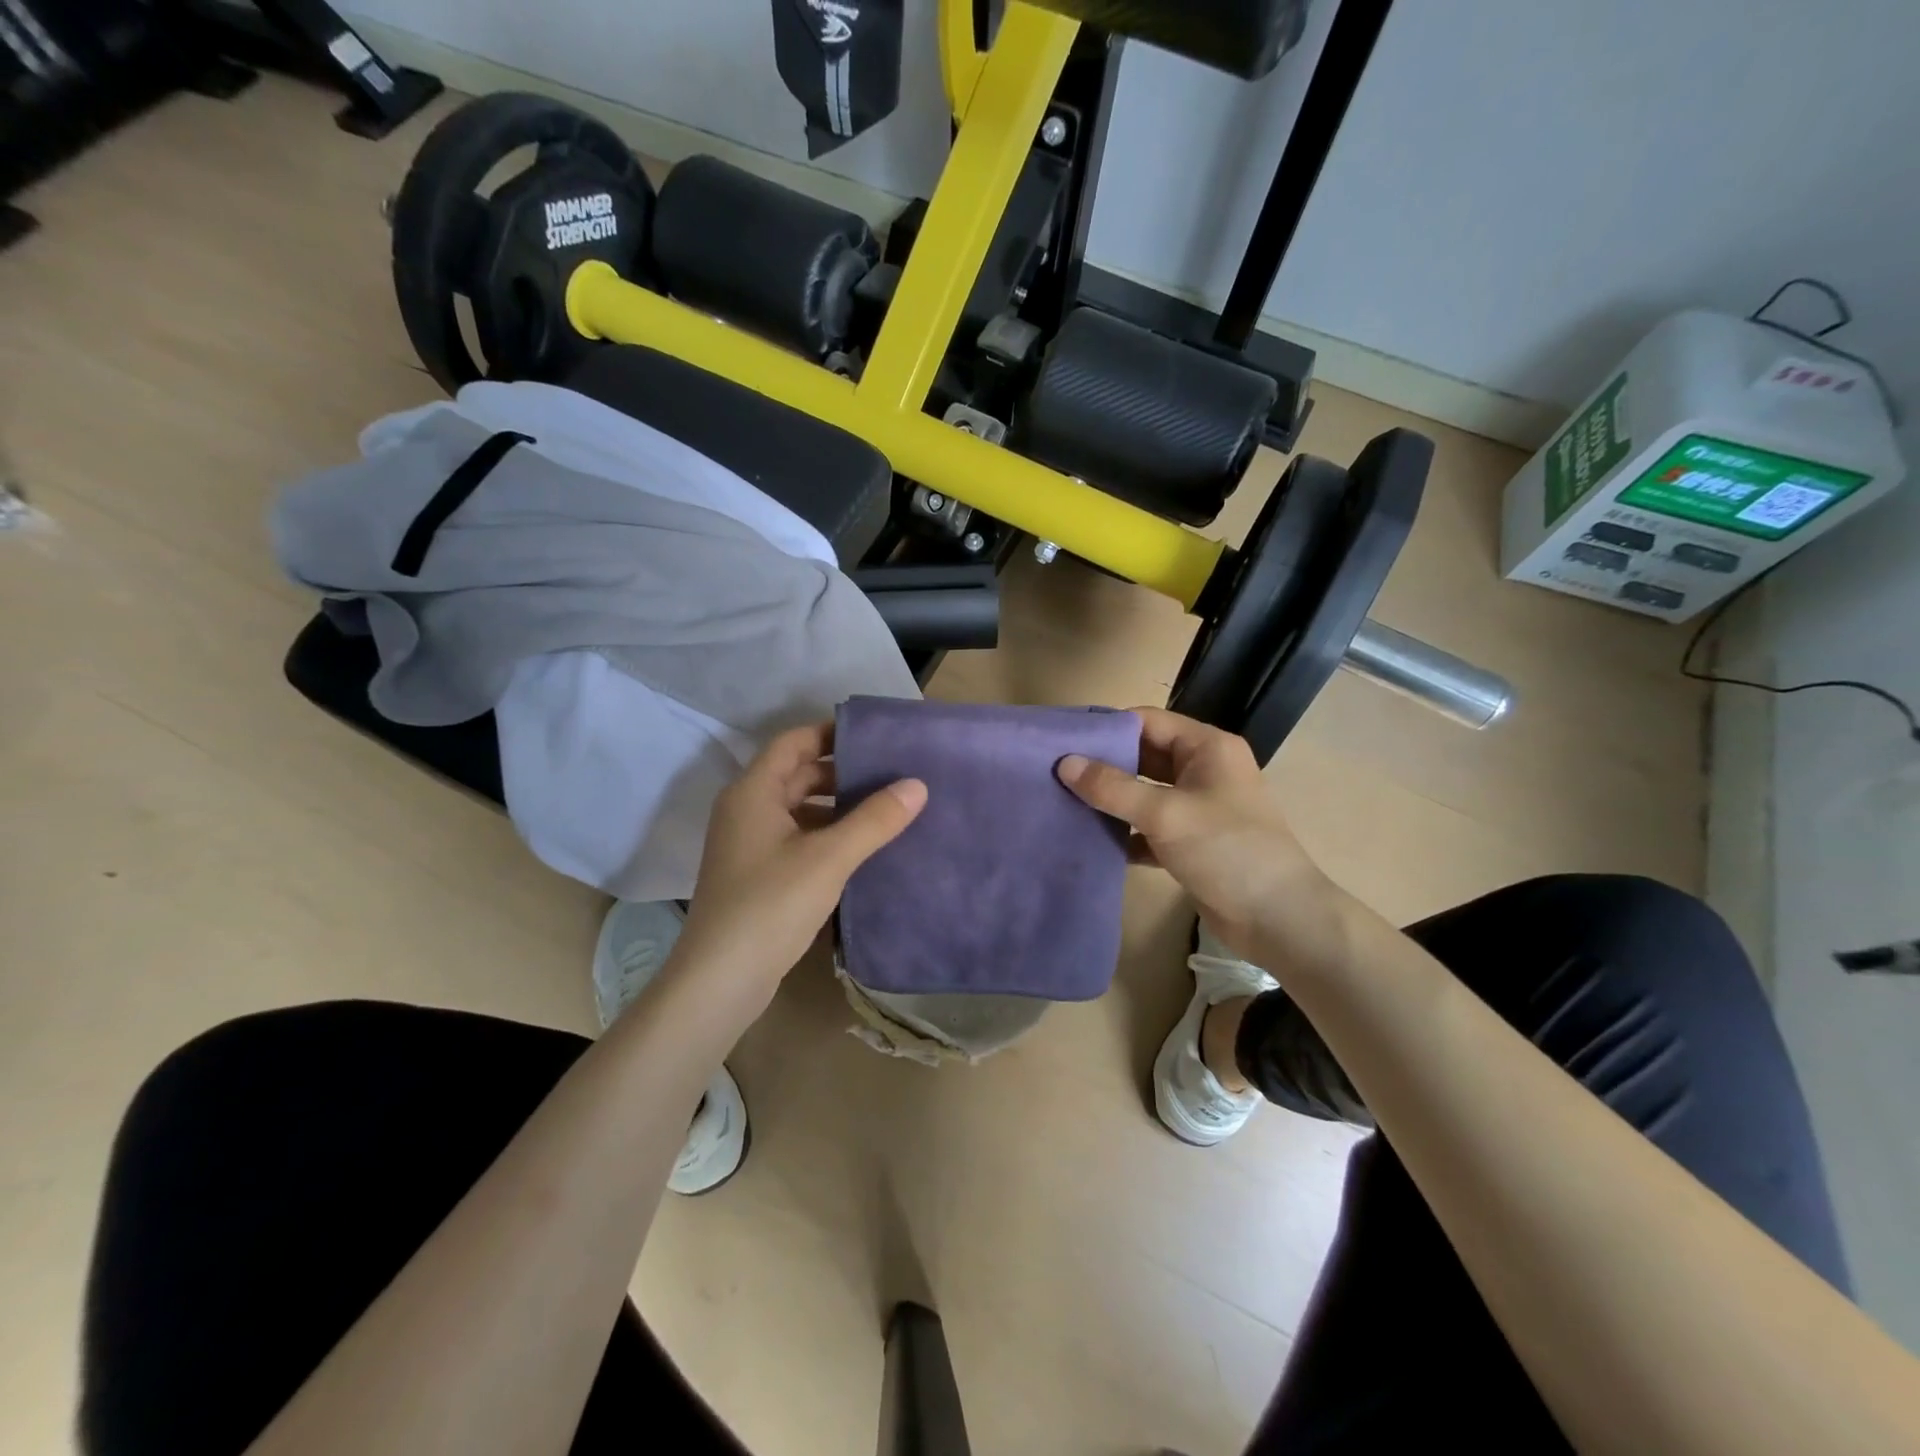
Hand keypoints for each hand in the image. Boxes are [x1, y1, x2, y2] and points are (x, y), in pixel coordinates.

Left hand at [669, 723, 926, 1020]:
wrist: (720, 980)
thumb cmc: (770, 905)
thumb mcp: (829, 858)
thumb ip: (874, 820)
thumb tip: (917, 784)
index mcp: (754, 792)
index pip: (795, 742)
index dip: (831, 733)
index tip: (876, 736)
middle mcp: (746, 810)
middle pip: (797, 774)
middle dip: (842, 772)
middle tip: (891, 772)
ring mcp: (749, 844)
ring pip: (799, 809)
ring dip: (837, 807)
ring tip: (886, 809)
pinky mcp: (757, 874)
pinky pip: (797, 838)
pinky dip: (827, 835)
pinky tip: (862, 849)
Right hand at [1057, 708, 1347, 974]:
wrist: (1278, 918)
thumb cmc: (1226, 850)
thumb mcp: (1165, 813)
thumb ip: (1113, 788)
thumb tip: (1064, 763)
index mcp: (1207, 748)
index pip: (1148, 721)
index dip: (1108, 729)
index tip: (1064, 741)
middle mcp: (1204, 770)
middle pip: (1144, 756)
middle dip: (1104, 766)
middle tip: (1057, 774)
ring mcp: (1199, 807)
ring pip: (1145, 793)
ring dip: (1112, 800)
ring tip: (1065, 803)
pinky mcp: (1192, 842)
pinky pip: (1150, 827)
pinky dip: (1125, 832)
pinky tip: (1092, 840)